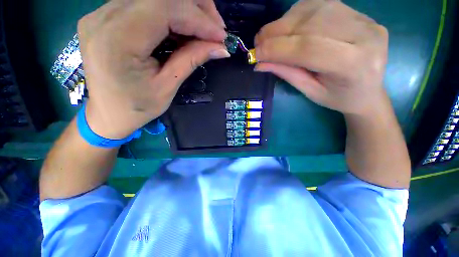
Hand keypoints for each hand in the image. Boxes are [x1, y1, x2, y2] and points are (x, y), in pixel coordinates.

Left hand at [78, 0, 229, 138]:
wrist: (107, 113)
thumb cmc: (137, 107)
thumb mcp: (168, 87)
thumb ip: (192, 59)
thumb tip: (221, 48)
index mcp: (117, 40)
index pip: (164, 8)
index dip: (199, 19)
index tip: (221, 36)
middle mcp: (104, 17)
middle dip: (196, 7)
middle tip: (216, 28)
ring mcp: (102, 13)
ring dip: (185, 8)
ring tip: (204, 29)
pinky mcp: (106, 16)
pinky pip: (145, 4)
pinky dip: (171, 13)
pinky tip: (184, 29)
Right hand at [254, 0, 388, 116]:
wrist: (369, 91)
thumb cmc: (338, 97)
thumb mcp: (309, 91)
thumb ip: (286, 73)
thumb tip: (260, 63)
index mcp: (353, 64)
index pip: (308, 48)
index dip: (277, 48)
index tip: (256, 53)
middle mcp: (364, 35)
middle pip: (311, 24)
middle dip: (277, 32)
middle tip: (258, 42)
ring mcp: (364, 20)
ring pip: (315, 9)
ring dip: (285, 21)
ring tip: (271, 37)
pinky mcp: (360, 13)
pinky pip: (322, 4)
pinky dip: (298, 13)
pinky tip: (289, 26)